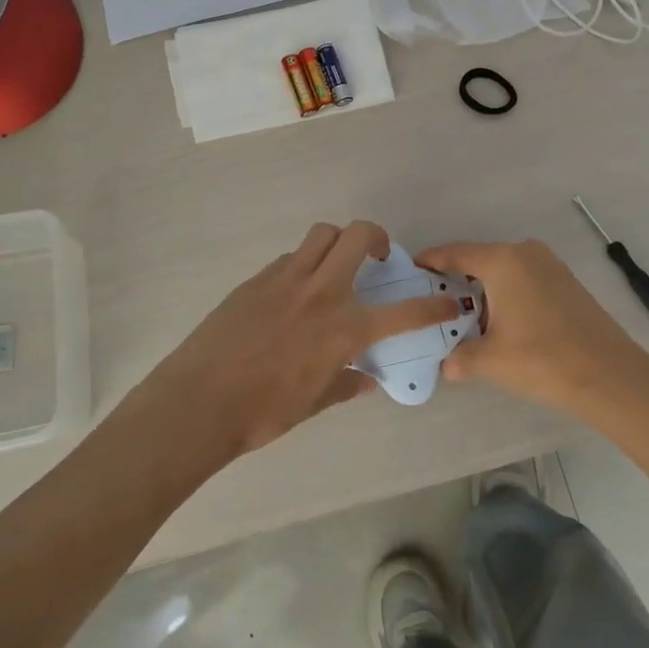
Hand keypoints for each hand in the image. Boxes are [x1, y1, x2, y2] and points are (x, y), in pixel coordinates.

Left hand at [132, 221, 458, 464]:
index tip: (449, 303)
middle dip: (378, 238)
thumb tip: (365, 378)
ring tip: (335, 266)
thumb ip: (345, 383)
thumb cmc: (262, 412)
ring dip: (338, 242)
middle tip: (377, 258)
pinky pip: (291, 258)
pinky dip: (304, 264)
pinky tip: (294, 293)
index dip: (433, 307)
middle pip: (358, 236)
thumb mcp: (313, 402)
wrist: (199, 401)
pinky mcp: (257, 279)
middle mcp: (321, 293)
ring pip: (322, 235)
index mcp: (343, 328)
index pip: (404, 313)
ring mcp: (286, 280)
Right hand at [414, 239, 648, 418]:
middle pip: (479, 259)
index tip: (410, 271)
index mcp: (503, 260)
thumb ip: (460, 358)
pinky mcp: (566, 282)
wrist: (611, 377)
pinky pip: (523, 279)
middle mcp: (526, 253)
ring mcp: (550, 265)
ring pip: (503, 270)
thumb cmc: (543, 360)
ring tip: (463, 316)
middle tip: (432, 301)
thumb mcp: (490, 361)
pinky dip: (506, 294)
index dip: (430, 261)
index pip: (455, 253)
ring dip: (483, 289)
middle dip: (455, 279)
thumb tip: (447, 365)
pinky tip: (500, 321)